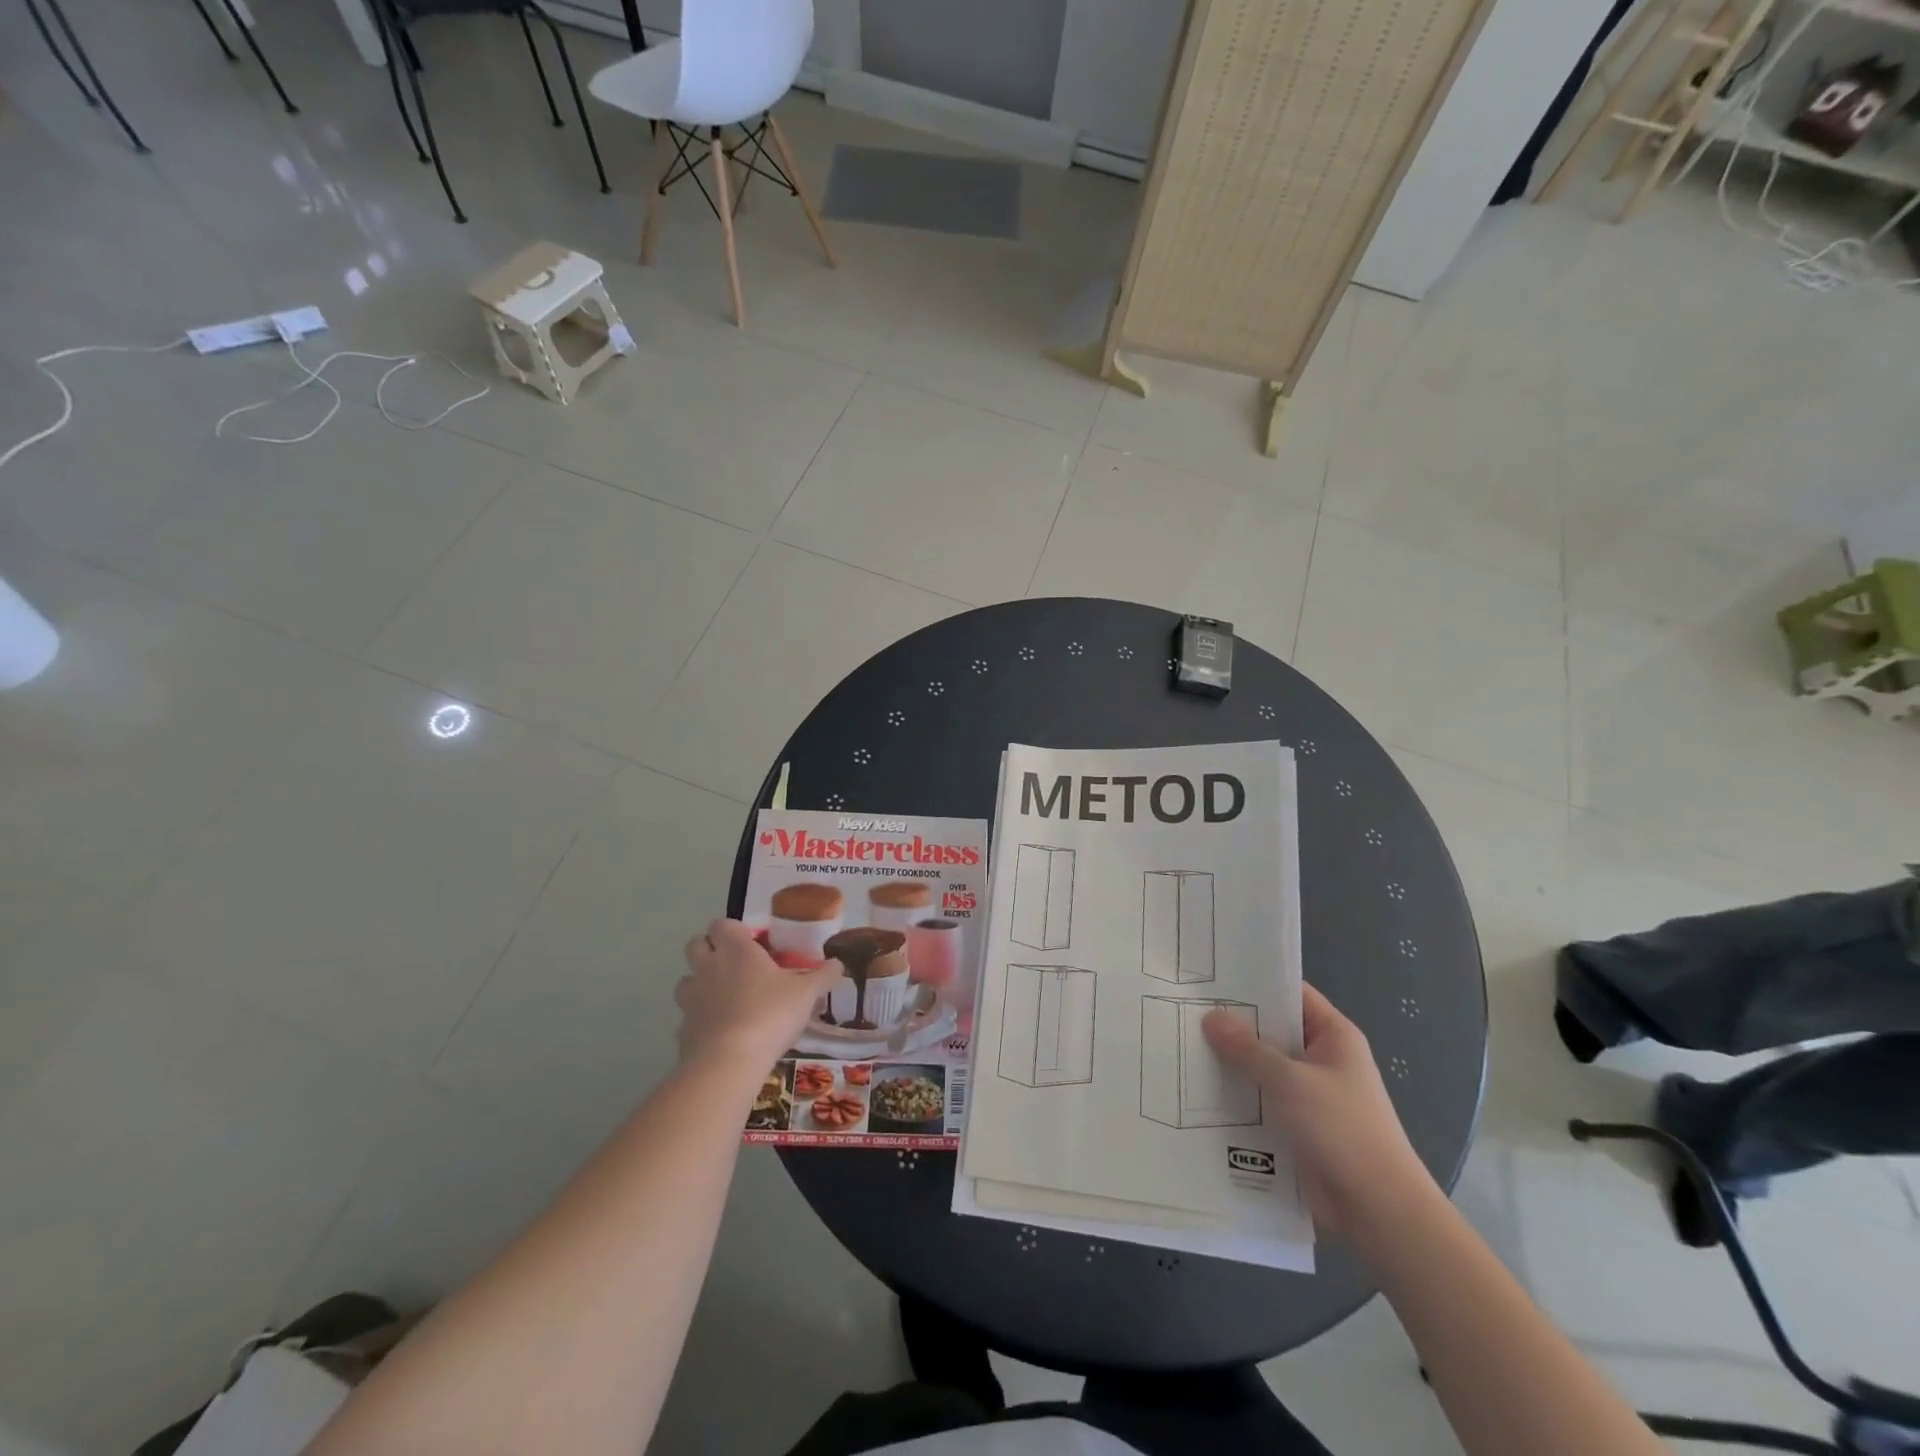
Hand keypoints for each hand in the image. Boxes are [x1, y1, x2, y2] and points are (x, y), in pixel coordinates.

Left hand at [677, 920, 841, 1068]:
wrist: (729, 1061)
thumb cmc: (770, 1014)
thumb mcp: (807, 994)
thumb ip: (823, 976)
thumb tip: (838, 964)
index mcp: (736, 950)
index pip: (723, 923)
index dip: (735, 930)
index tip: (753, 942)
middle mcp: (708, 967)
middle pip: (695, 944)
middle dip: (710, 949)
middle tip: (734, 964)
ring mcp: (691, 999)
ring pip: (686, 980)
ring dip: (700, 984)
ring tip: (724, 998)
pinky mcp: (682, 1030)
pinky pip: (688, 1018)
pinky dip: (700, 1021)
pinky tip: (719, 1033)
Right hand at [1204, 983, 1434, 1241]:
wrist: (1378, 1212)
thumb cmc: (1342, 1130)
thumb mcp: (1289, 1080)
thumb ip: (1247, 1049)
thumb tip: (1210, 1017)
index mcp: (1333, 1036)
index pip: (1291, 994)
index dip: (1254, 983)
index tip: (1211, 977)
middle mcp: (1322, 1060)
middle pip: (1271, 1032)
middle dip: (1233, 1026)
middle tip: (1185, 1010)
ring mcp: (1309, 1095)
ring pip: (1262, 1069)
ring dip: (1231, 1065)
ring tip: (1182, 1048)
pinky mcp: (1297, 1128)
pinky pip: (1261, 1102)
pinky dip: (1237, 1099)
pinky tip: (1198, 1093)